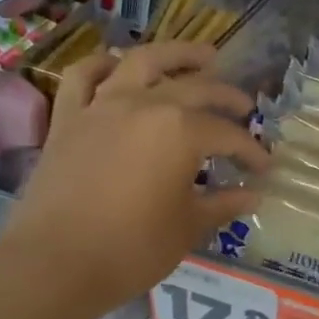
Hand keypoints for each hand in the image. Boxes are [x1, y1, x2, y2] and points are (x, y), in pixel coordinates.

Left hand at [2, 42, 264, 318]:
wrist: (55, 263)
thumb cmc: (132, 249)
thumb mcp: (187, 228)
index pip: (227, 135)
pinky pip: (84, 76)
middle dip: (227, 97)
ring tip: (201, 56)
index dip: (251, 151)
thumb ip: (222, 204)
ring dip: (176, 54)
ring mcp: (101, 106)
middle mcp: (144, 105)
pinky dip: (103, 65)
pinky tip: (118, 68)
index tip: (264, 168)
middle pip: (195, 88)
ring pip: (142, 62)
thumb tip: (252, 196)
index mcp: (181, 131)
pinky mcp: (68, 118)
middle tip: (245, 108)